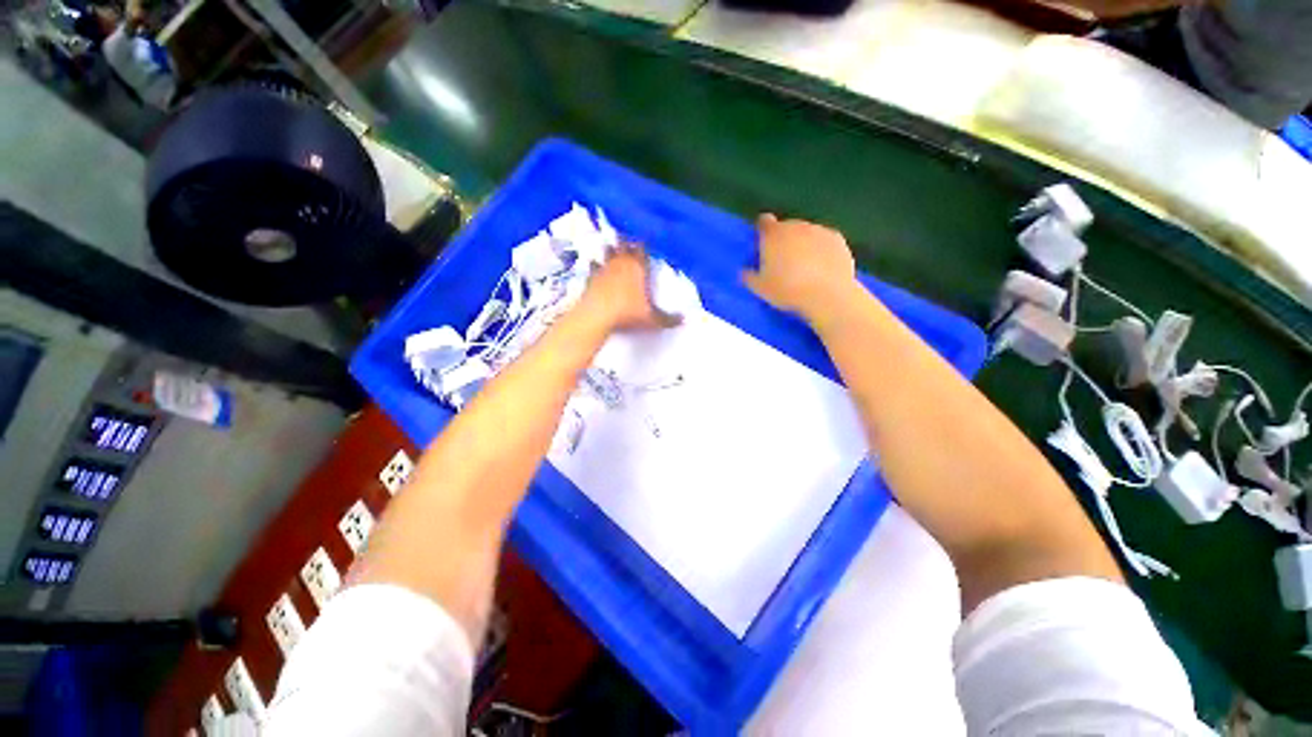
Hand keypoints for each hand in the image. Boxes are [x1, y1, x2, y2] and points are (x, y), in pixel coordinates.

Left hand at [580, 244, 680, 332]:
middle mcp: (621, 263)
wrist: (597, 316)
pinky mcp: (590, 278)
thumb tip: (684, 320)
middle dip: (626, 242)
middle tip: (627, 238)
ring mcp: (603, 269)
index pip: (643, 249)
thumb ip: (668, 319)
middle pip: (624, 246)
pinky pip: (592, 267)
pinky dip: (594, 265)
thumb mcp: (652, 320)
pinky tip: (593, 263)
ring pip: (607, 252)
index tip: (646, 241)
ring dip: (610, 249)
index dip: (644, 244)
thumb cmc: (628, 313)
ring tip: (610, 245)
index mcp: (638, 268)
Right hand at [742, 214, 855, 317]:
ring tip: (805, 268)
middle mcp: (795, 226)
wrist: (827, 296)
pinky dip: (822, 250)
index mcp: (773, 235)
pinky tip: (822, 268)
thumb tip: (745, 271)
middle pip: (786, 227)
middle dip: (784, 241)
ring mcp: (819, 230)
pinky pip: (824, 241)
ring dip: (803, 245)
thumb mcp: (760, 289)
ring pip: (807, 233)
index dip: (763, 232)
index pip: (763, 222)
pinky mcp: (838, 239)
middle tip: (783, 263)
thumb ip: (749, 276)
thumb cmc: (787, 290)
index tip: (763, 246)